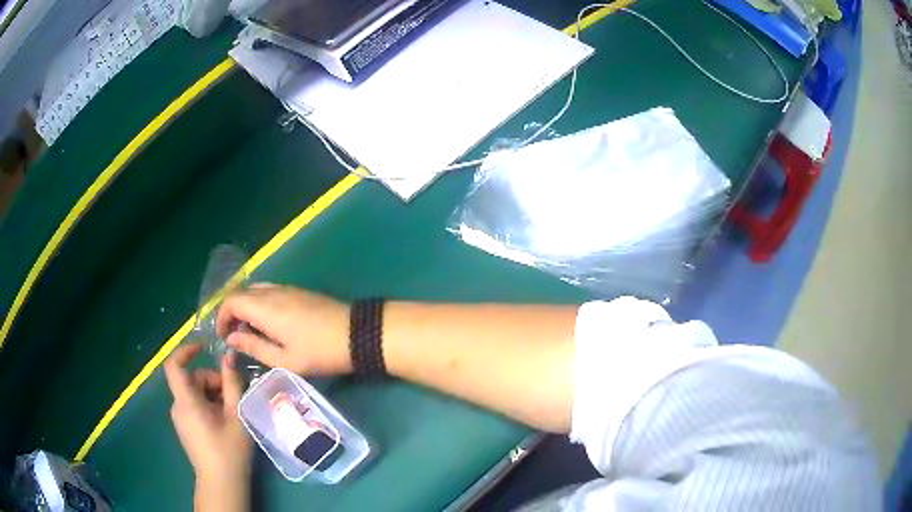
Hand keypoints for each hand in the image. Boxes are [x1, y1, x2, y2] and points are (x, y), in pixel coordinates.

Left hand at [164, 344, 250, 509]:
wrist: (222, 484)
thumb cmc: (229, 450)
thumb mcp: (236, 415)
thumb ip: (232, 384)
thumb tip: (229, 357)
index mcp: (187, 401)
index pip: (174, 365)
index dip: (186, 350)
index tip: (205, 347)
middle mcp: (178, 407)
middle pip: (191, 380)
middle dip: (213, 381)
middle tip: (234, 396)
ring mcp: (181, 419)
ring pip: (194, 394)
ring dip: (213, 395)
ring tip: (232, 412)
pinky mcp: (186, 428)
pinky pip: (194, 406)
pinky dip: (208, 405)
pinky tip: (225, 422)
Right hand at [216, 283, 350, 374]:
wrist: (357, 334)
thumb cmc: (320, 352)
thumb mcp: (284, 359)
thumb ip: (254, 347)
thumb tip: (231, 339)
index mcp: (265, 307)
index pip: (231, 301)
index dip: (221, 317)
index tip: (222, 337)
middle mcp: (273, 292)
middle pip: (241, 293)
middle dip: (231, 312)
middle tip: (234, 337)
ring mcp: (288, 289)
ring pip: (256, 291)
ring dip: (246, 308)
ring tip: (250, 333)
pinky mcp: (300, 292)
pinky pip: (270, 292)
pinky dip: (260, 304)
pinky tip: (268, 325)